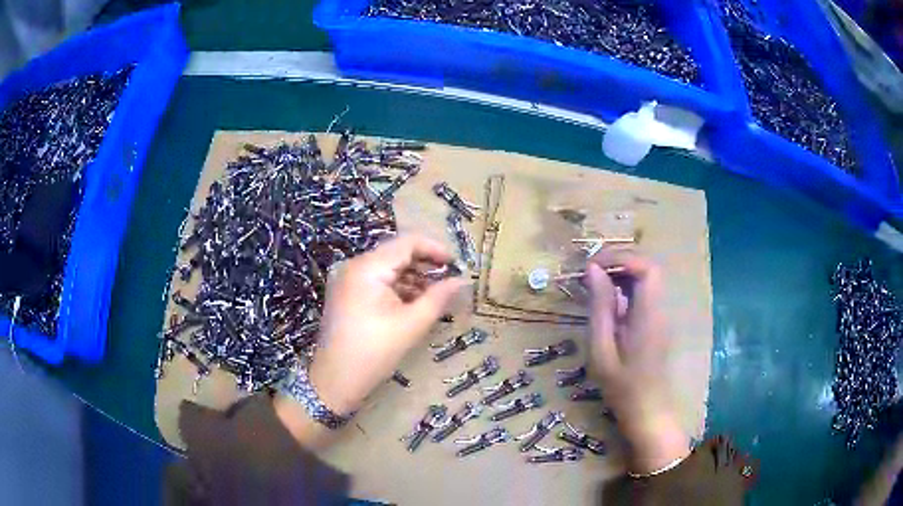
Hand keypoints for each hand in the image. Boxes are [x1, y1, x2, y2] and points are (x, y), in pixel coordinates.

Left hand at [276, 236, 465, 448]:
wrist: (335, 380)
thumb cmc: (374, 352)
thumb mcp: (411, 325)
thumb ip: (439, 298)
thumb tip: (463, 280)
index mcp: (367, 268)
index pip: (407, 242)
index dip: (435, 249)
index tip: (457, 264)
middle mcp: (355, 266)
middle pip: (397, 253)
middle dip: (425, 265)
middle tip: (450, 280)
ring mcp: (348, 280)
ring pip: (388, 268)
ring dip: (413, 278)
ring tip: (436, 295)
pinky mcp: (347, 294)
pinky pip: (378, 281)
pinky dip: (398, 288)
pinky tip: (415, 303)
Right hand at [584, 249, 689, 473]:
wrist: (648, 411)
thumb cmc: (622, 387)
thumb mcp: (602, 350)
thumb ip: (600, 308)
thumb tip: (593, 270)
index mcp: (649, 315)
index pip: (646, 268)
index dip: (621, 258)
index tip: (592, 266)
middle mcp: (660, 309)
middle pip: (648, 269)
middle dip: (618, 263)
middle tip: (589, 274)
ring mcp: (661, 316)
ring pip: (646, 280)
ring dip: (621, 275)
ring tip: (594, 286)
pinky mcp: (657, 323)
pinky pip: (644, 295)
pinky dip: (625, 290)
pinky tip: (607, 304)